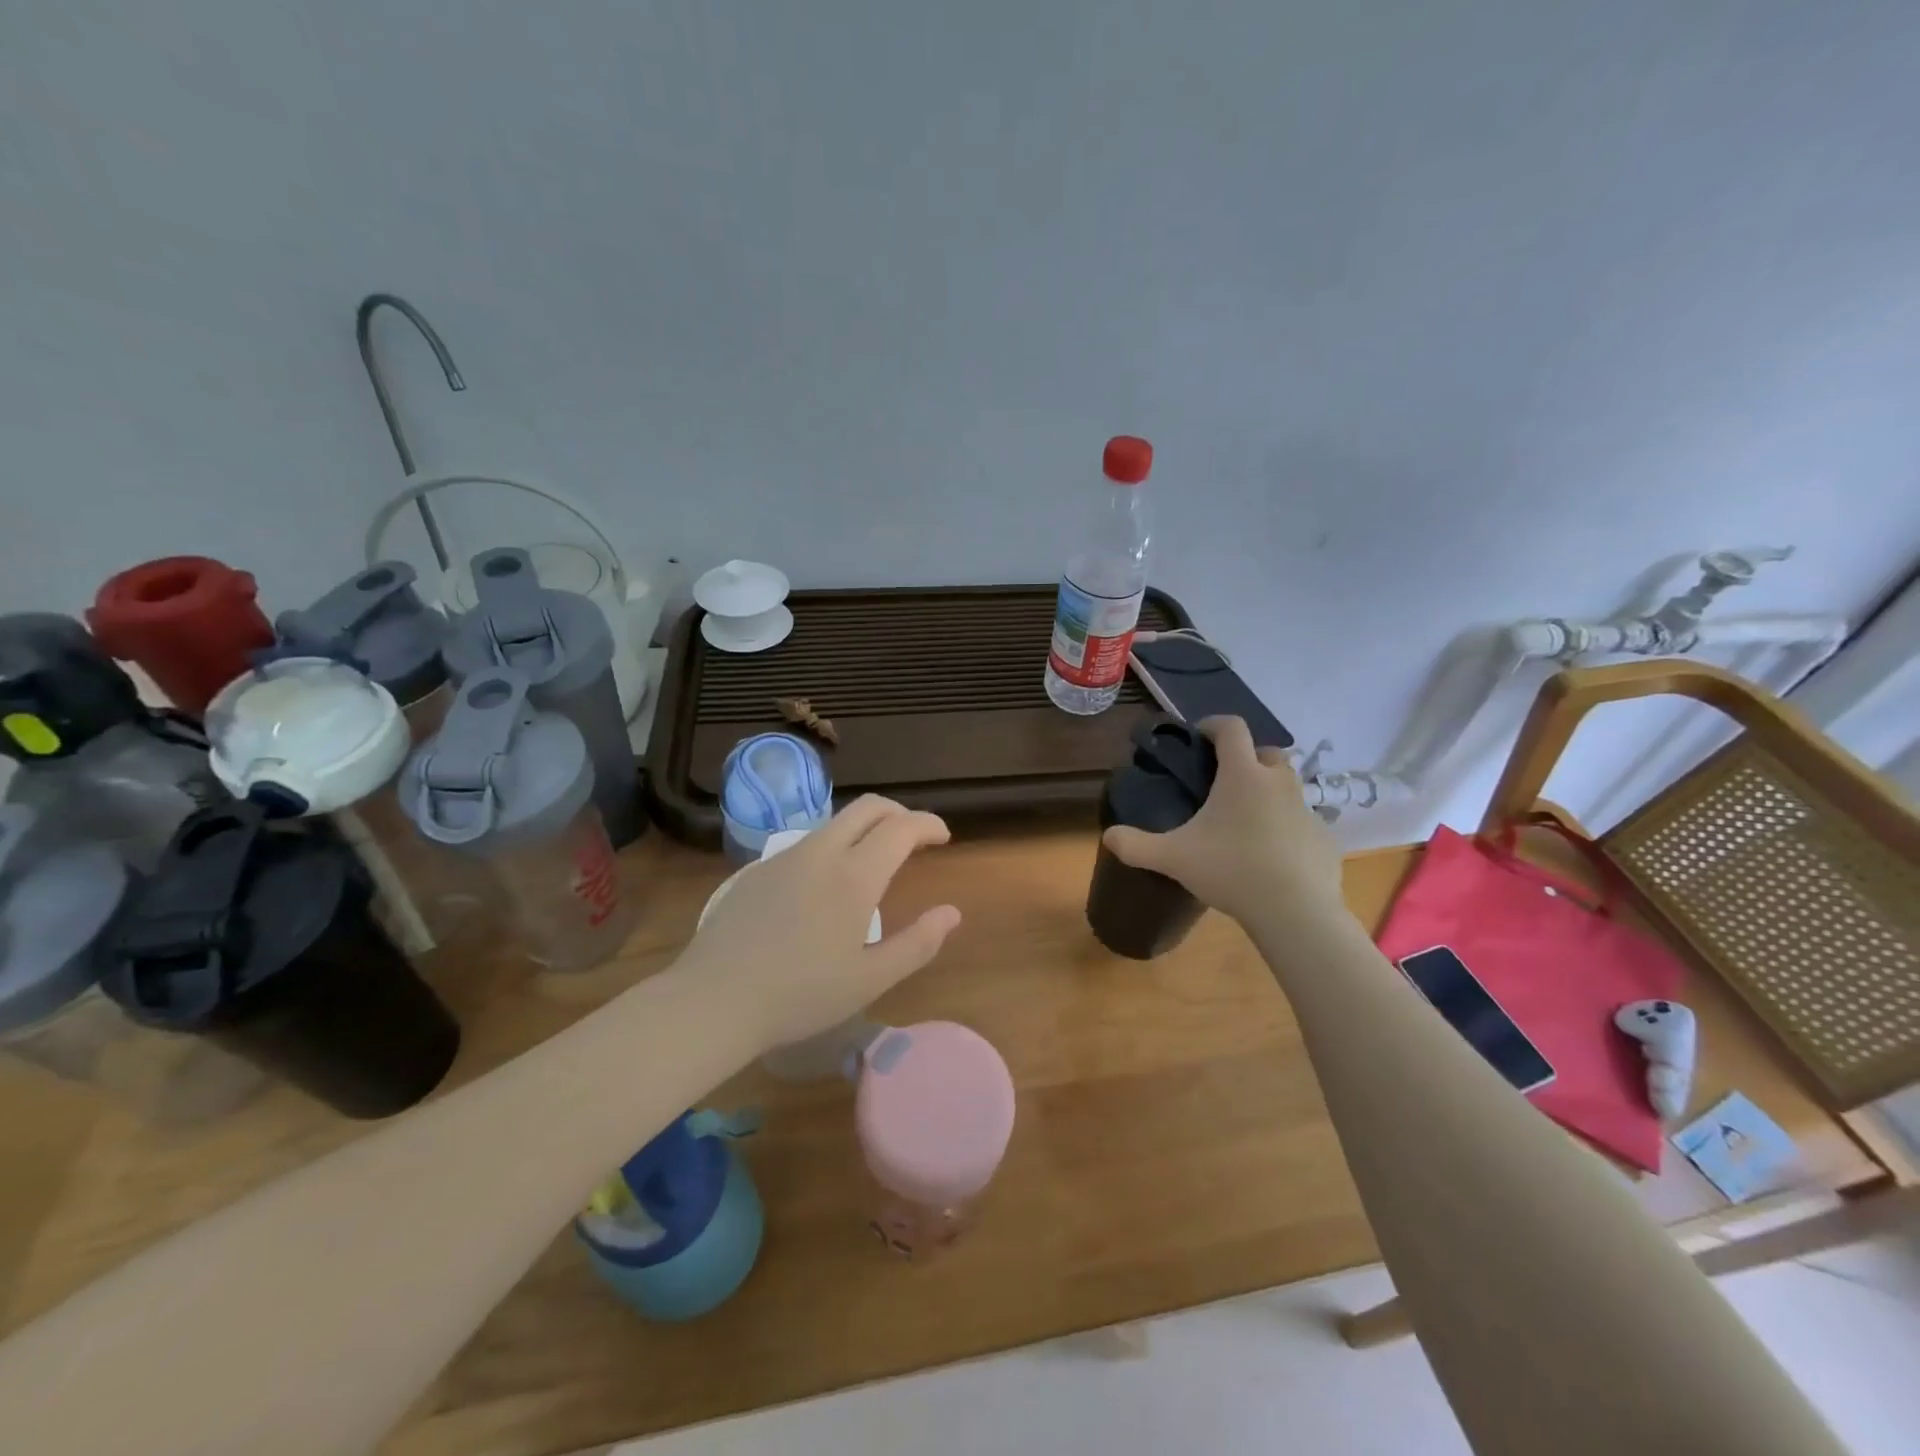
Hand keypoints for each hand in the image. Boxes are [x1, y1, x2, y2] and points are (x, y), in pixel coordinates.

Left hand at [683, 796, 962, 1054]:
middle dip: (899, 813)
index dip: (928, 824)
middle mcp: (821, 852)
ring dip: (865, 828)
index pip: (901, 827)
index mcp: (854, 875)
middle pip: (868, 807)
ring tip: (875, 861)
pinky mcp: (758, 869)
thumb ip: (918, 944)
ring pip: (835, 822)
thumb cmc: (801, 995)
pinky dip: (834, 845)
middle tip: (915, 837)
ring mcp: (785, 857)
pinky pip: (808, 842)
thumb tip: (952, 913)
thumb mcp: (870, 980)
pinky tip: (827, 885)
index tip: (943, 837)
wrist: (714, 999)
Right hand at [1102, 716, 1343, 926]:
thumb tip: (1108, 837)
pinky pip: (1302, 822)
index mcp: (1242, 775)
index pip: (1232, 728)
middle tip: (1225, 782)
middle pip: (1267, 752)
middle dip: (1247, 758)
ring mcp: (1306, 809)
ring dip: (1269, 792)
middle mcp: (1278, 782)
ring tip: (1246, 820)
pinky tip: (1272, 855)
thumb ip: (1136, 845)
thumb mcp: (1173, 858)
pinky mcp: (1324, 837)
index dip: (1214, 724)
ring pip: (1288, 787)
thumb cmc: (1231, 870)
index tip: (1200, 736)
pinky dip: (1287, 828)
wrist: (1295, 911)